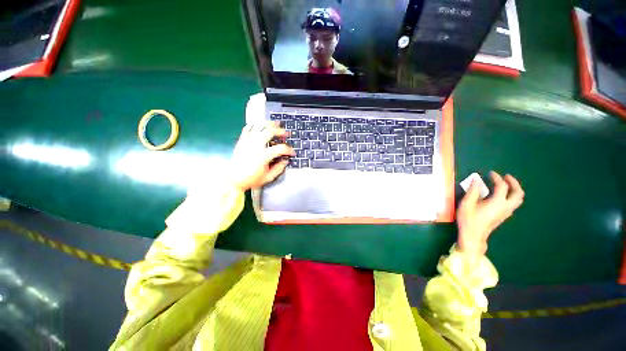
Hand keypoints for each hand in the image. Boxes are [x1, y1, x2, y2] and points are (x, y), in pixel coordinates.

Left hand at [228, 121, 294, 191]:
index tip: (292, 153)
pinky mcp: (241, 141)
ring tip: (275, 123)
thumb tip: (285, 161)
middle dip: (280, 131)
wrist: (233, 180)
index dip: (289, 150)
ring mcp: (247, 142)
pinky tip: (260, 125)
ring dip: (269, 124)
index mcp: (263, 156)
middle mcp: (255, 146)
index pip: (280, 149)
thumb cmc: (252, 180)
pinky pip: (247, 129)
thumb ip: (279, 169)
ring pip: (258, 127)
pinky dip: (254, 125)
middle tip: (286, 133)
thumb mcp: (268, 177)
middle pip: (269, 132)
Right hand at [456, 171, 524, 256]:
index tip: (490, 173)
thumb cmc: (468, 219)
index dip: (497, 178)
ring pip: (518, 199)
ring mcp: (506, 212)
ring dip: (514, 189)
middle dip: (514, 183)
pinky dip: (511, 195)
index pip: (502, 186)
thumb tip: (476, 180)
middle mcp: (505, 207)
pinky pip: (513, 203)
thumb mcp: (466, 204)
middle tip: (506, 176)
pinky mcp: (503, 216)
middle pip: (518, 193)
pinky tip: (501, 195)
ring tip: (505, 184)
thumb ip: (472, 191)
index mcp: (497, 202)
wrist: (473, 235)